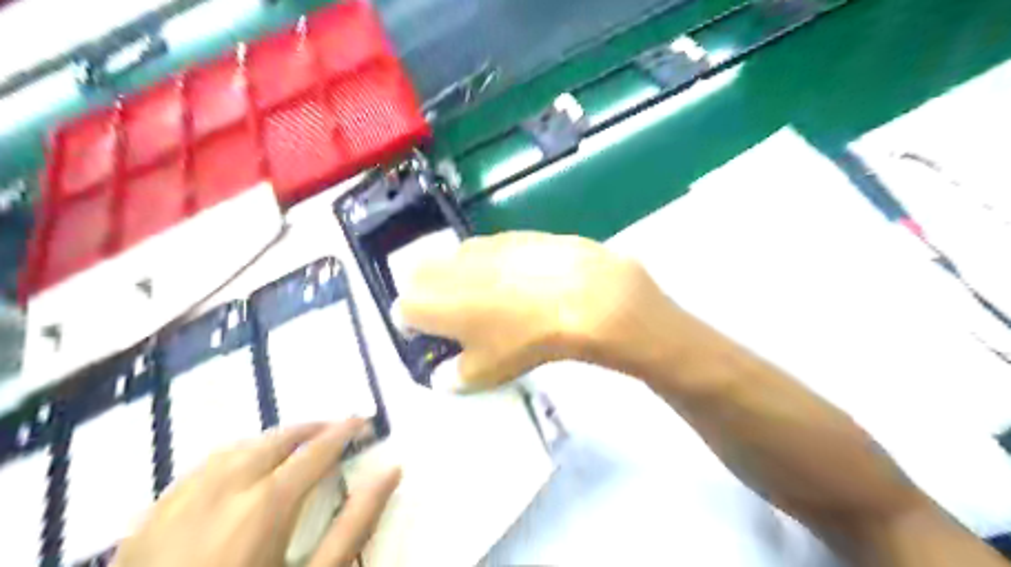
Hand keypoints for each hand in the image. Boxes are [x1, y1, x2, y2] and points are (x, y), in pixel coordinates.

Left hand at [109, 418, 396, 566]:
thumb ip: (356, 522)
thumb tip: (391, 472)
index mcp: (266, 504)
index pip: (317, 449)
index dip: (345, 431)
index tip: (364, 420)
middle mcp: (222, 488)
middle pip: (277, 439)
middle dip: (311, 429)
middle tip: (335, 430)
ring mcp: (180, 501)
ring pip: (237, 447)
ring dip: (273, 440)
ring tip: (295, 447)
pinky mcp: (148, 520)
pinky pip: (201, 468)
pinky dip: (234, 456)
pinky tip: (241, 471)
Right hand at [399, 233, 682, 392]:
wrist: (576, 293)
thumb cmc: (521, 338)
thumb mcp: (485, 372)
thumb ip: (454, 377)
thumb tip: (445, 376)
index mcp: (425, 300)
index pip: (402, 314)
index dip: (418, 330)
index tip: (440, 341)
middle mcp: (442, 265)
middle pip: (424, 282)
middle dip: (436, 300)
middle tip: (465, 321)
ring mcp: (476, 245)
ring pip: (456, 265)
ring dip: (465, 281)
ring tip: (499, 302)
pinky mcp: (507, 234)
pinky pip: (489, 254)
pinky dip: (495, 268)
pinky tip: (525, 283)